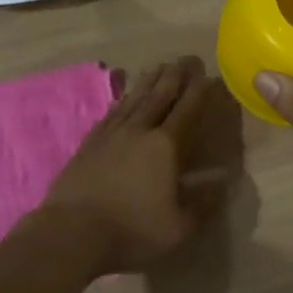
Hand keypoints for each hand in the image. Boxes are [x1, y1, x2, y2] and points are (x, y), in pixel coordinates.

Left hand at [37, 56, 221, 274]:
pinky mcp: (89, 145)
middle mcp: (139, 132)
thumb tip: (221, 184)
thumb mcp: (178, 228)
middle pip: (159, 96)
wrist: (71, 233)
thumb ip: (202, 205)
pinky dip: (123, 101)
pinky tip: (125, 98)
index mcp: (165, 147)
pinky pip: (111, 114)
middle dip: (175, 76)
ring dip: (149, 82)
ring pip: (134, 100)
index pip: (187, 111)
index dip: (199, 92)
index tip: (209, 75)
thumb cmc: (131, 231)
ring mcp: (110, 135)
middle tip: (186, 58)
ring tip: (159, 67)